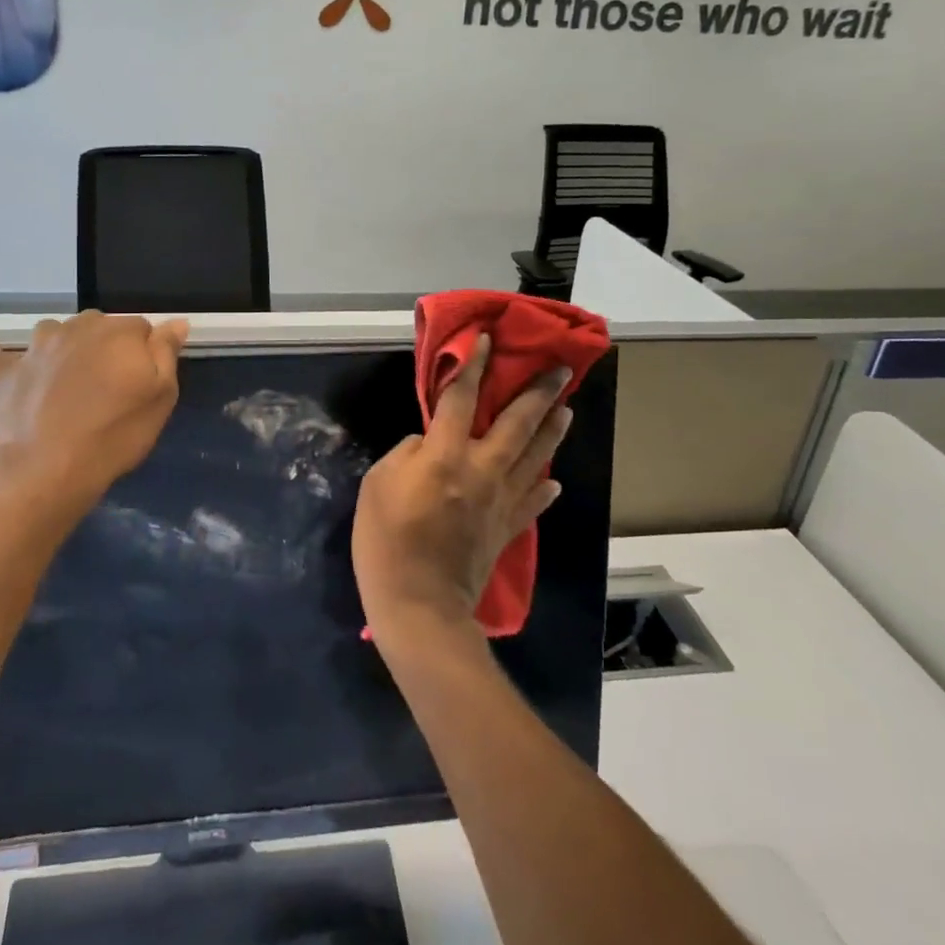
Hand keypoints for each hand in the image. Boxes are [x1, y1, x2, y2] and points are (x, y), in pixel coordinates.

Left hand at [0, 312, 189, 521]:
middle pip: (100, 326)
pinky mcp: (8, 372)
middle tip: (111, 387)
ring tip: (70, 374)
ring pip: (56, 332)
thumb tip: (175, 321)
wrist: (49, 468)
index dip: (146, 355)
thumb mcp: (160, 396)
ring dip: (65, 344)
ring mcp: (38, 347)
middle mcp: (77, 328)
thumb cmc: (114, 433)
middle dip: (108, 347)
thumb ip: (166, 353)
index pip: (142, 329)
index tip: (144, 382)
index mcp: (119, 332)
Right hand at [353, 336, 572, 637]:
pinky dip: (543, 488)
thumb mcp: (377, 485)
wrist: (419, 605)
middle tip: (561, 370)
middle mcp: (481, 470)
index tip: (486, 339)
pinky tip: (552, 479)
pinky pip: (531, 502)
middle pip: (516, 424)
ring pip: (533, 457)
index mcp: (445, 455)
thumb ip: (406, 454)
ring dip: (552, 431)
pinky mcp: (506, 529)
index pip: (461, 399)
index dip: (472, 366)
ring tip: (567, 409)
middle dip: (538, 393)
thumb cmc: (387, 541)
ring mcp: (500, 501)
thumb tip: (428, 444)